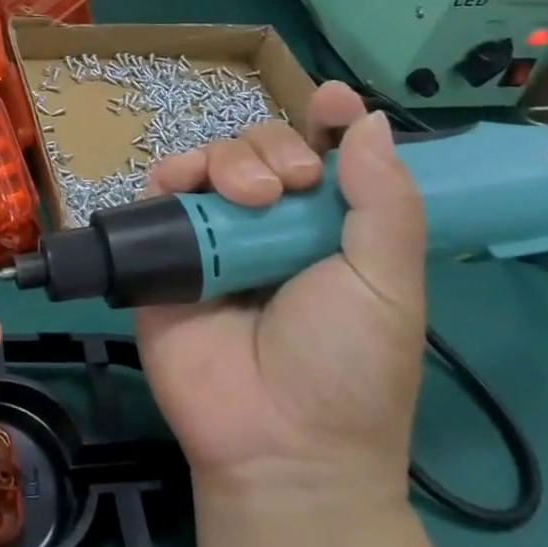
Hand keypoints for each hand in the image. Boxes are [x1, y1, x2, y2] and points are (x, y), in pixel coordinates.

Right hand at [135, 83, 428, 501]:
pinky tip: (182, 183)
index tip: (330, 102)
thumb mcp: (388, 286)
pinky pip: (159, 193)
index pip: (325, 156)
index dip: (327, 122)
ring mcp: (215, 235)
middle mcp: (270, 223)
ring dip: (228, 160)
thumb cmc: (347, 368)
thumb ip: (385, 202)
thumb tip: (371, 120)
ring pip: (212, 161)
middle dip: (273, 148)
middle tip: (288, 186)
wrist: (275, 443)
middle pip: (262, 147)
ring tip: (245, 199)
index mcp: (328, 228)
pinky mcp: (166, 251)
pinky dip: (169, 175)